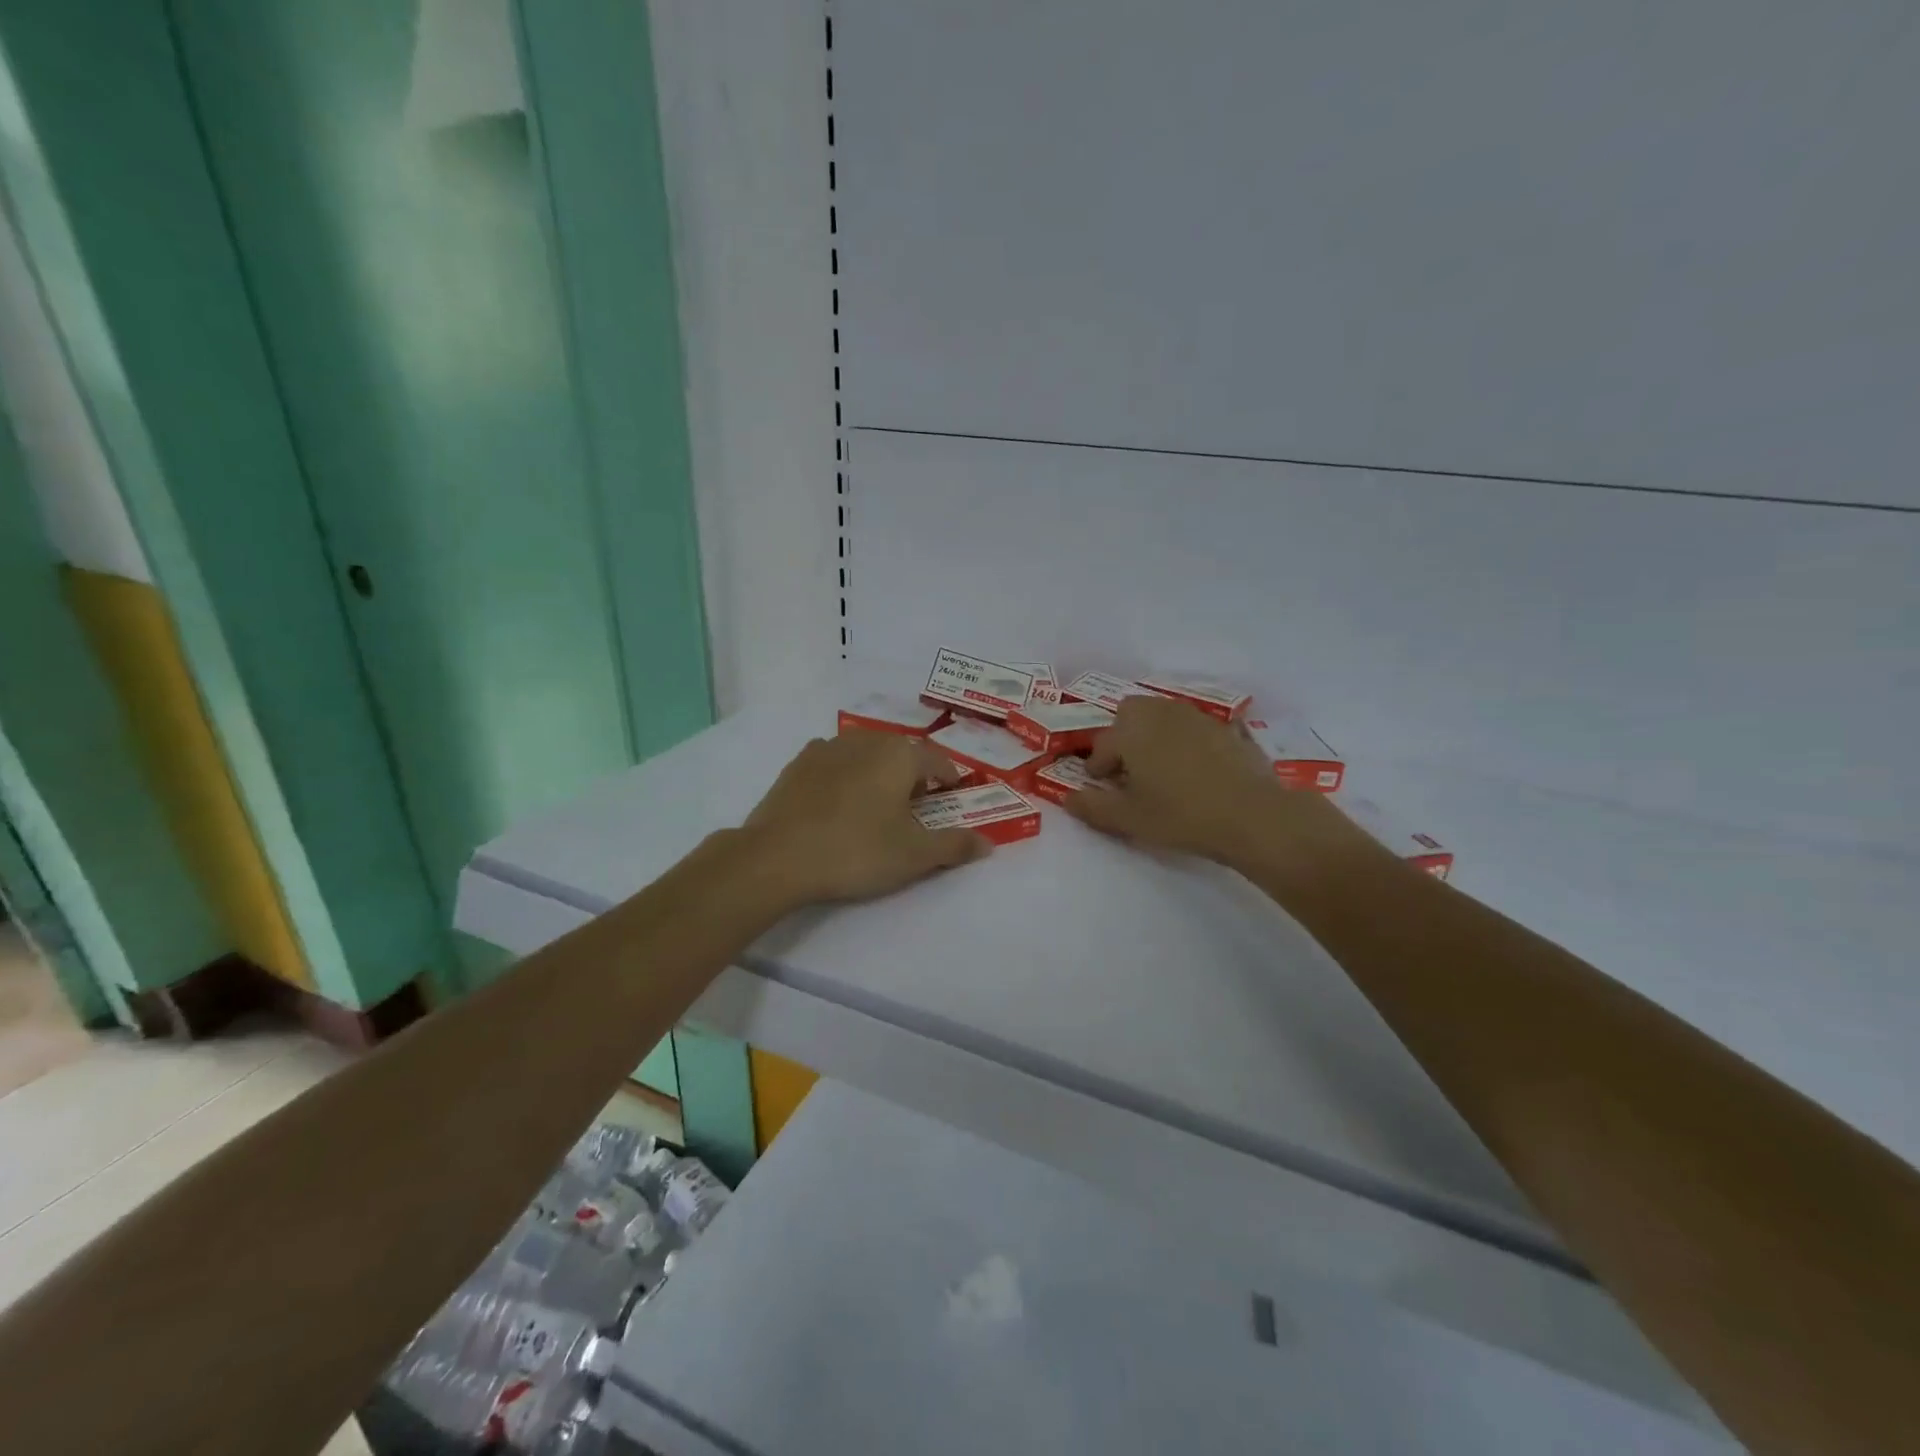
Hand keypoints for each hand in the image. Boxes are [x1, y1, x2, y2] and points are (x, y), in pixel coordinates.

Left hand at [739, 731, 989, 906]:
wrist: (777, 857)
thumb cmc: (856, 851)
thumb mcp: (914, 855)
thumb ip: (954, 845)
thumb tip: (988, 843)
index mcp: (900, 755)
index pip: (938, 761)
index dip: (950, 780)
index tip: (951, 801)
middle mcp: (867, 740)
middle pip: (902, 753)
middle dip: (914, 776)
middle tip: (915, 809)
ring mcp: (828, 748)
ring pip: (867, 754)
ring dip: (878, 773)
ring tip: (876, 806)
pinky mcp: (798, 763)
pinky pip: (835, 762)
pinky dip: (845, 775)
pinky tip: (838, 802)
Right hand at [1065, 696, 1363, 870]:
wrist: (1252, 816)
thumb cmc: (1180, 815)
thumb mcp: (1128, 819)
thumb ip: (1092, 807)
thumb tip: (1068, 798)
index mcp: (1131, 731)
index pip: (1102, 744)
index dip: (1097, 767)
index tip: (1101, 785)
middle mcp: (1161, 714)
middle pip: (1131, 712)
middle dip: (1123, 735)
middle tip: (1128, 768)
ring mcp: (1197, 717)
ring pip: (1163, 715)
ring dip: (1154, 734)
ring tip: (1160, 767)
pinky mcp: (1226, 728)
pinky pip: (1194, 727)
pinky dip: (1186, 741)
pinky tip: (1196, 768)